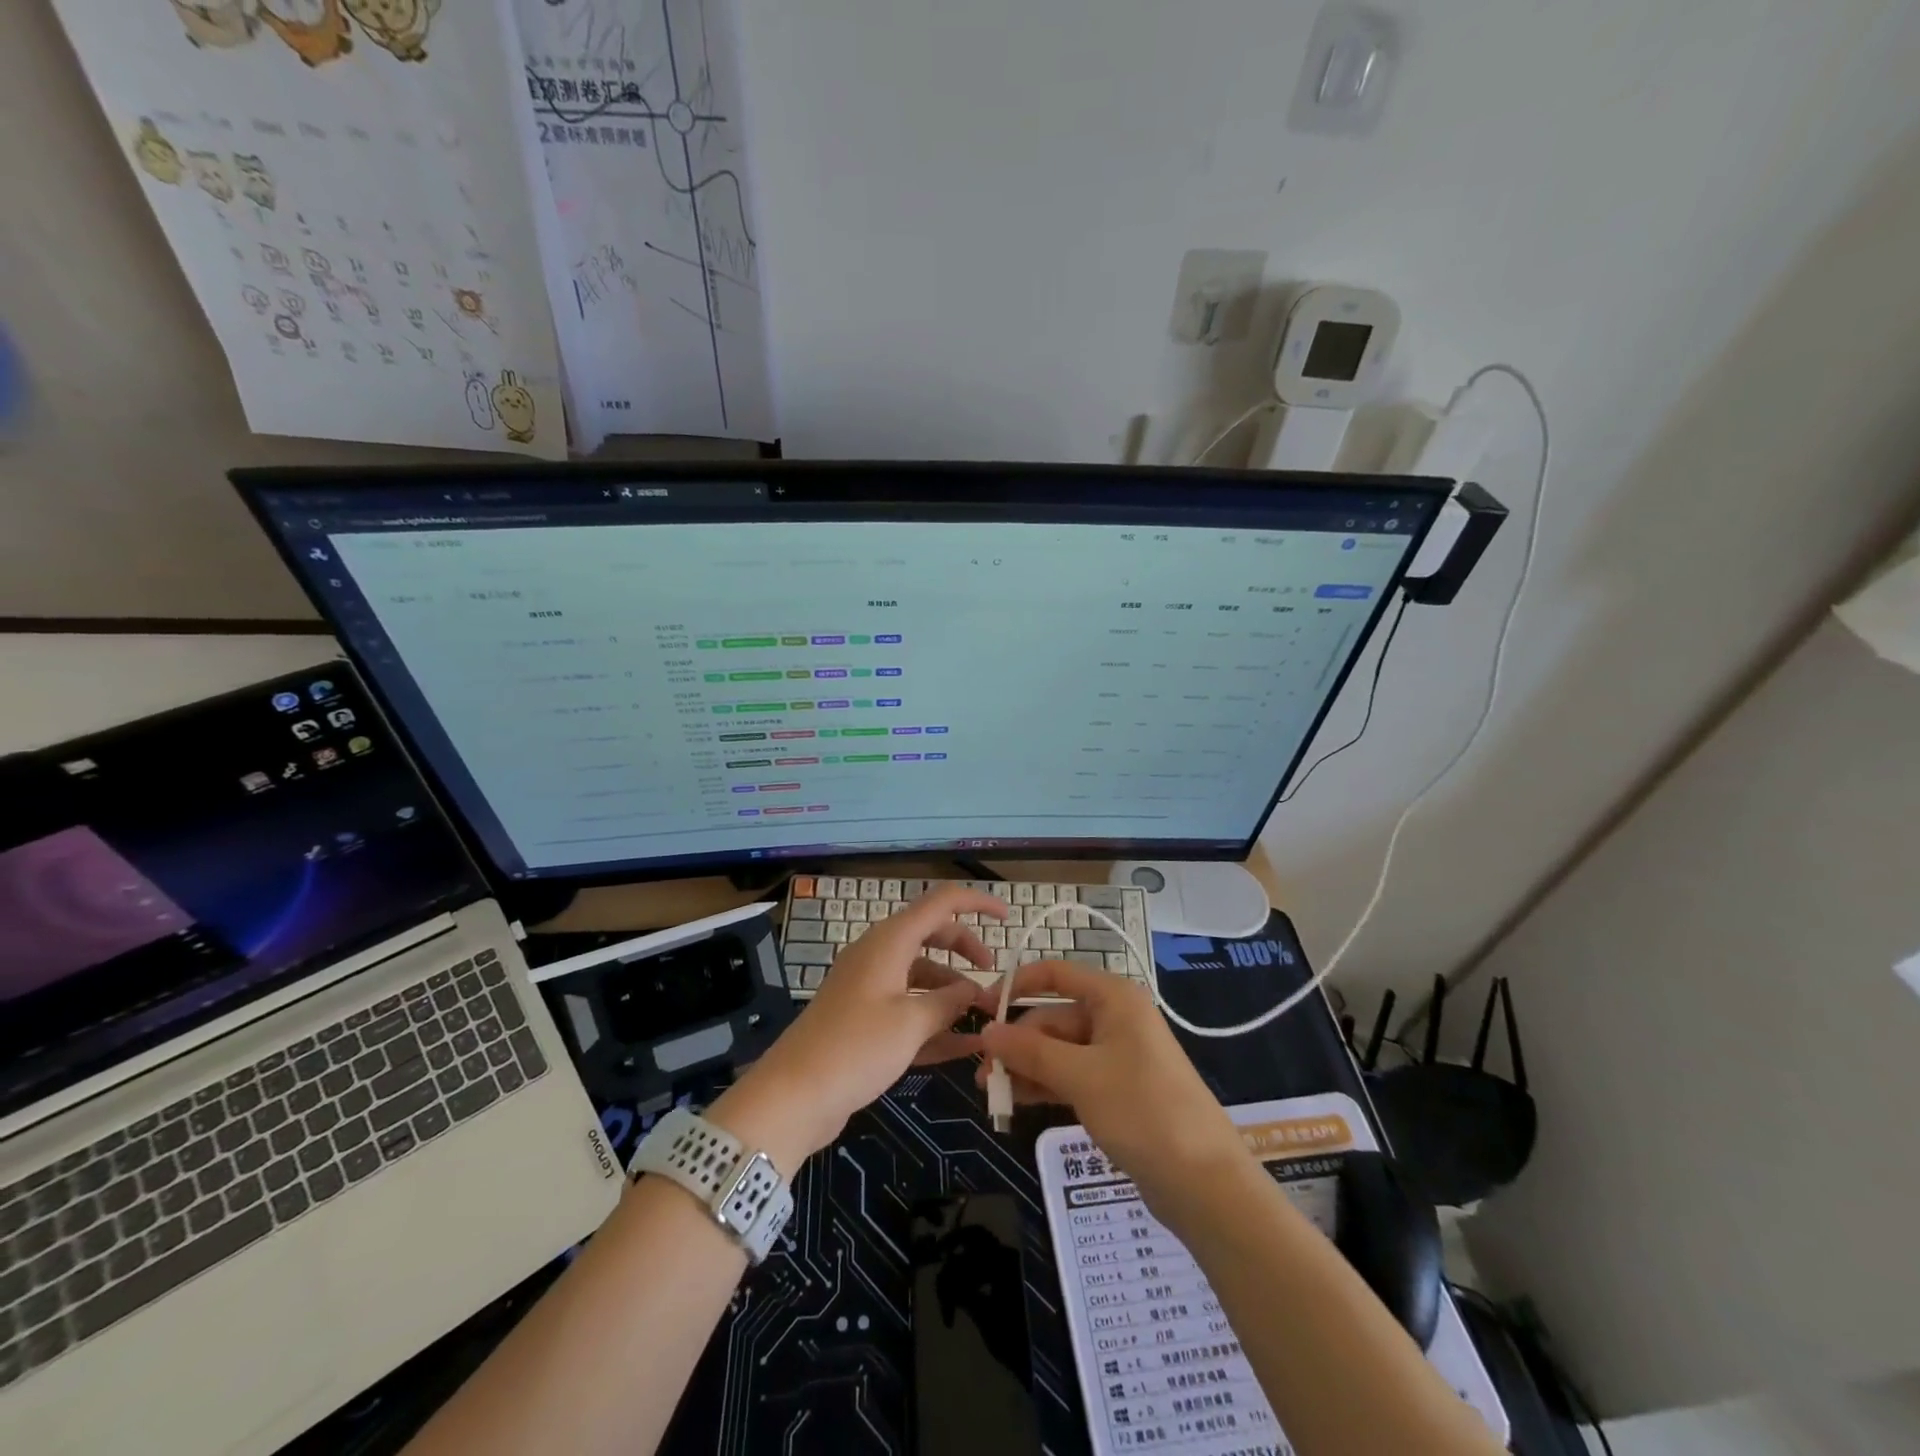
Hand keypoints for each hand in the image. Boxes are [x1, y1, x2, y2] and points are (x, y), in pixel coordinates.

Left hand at [710, 887, 1005, 1169]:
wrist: (793, 1096)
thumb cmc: (855, 1048)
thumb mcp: (911, 1022)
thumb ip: (949, 1002)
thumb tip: (974, 992)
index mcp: (890, 941)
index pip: (941, 903)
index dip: (977, 904)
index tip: (1009, 919)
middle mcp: (880, 955)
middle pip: (933, 936)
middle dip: (967, 952)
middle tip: (994, 979)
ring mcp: (870, 988)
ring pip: (922, 975)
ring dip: (952, 992)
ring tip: (983, 1020)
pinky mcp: (865, 1020)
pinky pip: (908, 1008)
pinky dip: (934, 1020)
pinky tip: (965, 1046)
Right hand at [977, 960, 1247, 1212]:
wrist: (1204, 1182)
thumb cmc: (1142, 1111)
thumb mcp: (1080, 1076)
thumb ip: (1030, 1051)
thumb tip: (986, 1031)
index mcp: (1113, 998)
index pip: (1055, 974)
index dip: (1015, 987)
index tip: (980, 1010)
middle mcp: (1115, 1018)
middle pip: (1054, 1017)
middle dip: (1017, 1042)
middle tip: (981, 1073)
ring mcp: (1118, 1055)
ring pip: (1060, 1050)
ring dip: (1026, 1066)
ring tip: (991, 1092)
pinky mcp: (1118, 1089)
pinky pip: (1072, 1075)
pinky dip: (1045, 1084)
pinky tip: (1017, 1101)